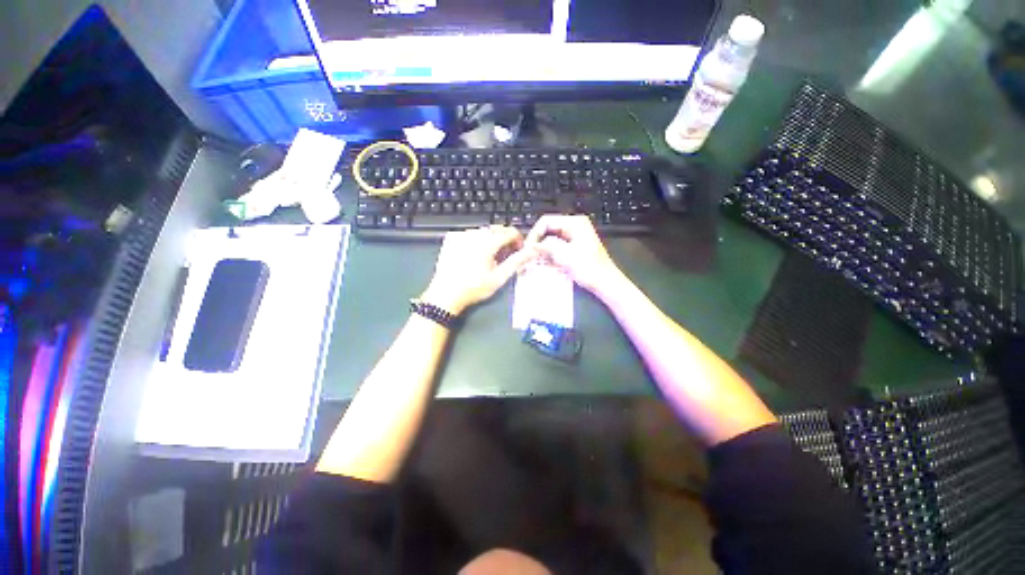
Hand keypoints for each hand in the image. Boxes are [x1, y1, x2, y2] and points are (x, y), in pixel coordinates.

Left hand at [420, 226, 533, 314]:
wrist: (445, 294)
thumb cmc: (474, 288)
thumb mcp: (499, 277)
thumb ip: (517, 261)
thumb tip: (533, 251)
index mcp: (488, 242)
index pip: (510, 231)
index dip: (518, 240)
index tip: (518, 251)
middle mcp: (474, 233)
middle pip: (497, 229)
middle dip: (505, 240)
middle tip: (504, 256)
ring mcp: (461, 234)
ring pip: (483, 230)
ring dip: (491, 239)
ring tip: (489, 258)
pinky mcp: (451, 238)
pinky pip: (470, 233)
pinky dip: (476, 240)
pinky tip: (474, 255)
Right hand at [524, 215, 622, 294]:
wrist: (606, 283)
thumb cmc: (589, 269)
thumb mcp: (565, 256)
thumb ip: (547, 246)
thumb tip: (531, 245)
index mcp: (575, 223)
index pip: (546, 221)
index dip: (534, 234)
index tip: (527, 249)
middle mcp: (575, 225)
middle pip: (549, 228)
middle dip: (538, 241)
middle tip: (529, 255)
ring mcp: (576, 235)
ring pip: (552, 238)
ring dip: (543, 248)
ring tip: (535, 259)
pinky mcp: (576, 246)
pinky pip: (558, 245)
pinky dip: (550, 252)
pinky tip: (545, 262)